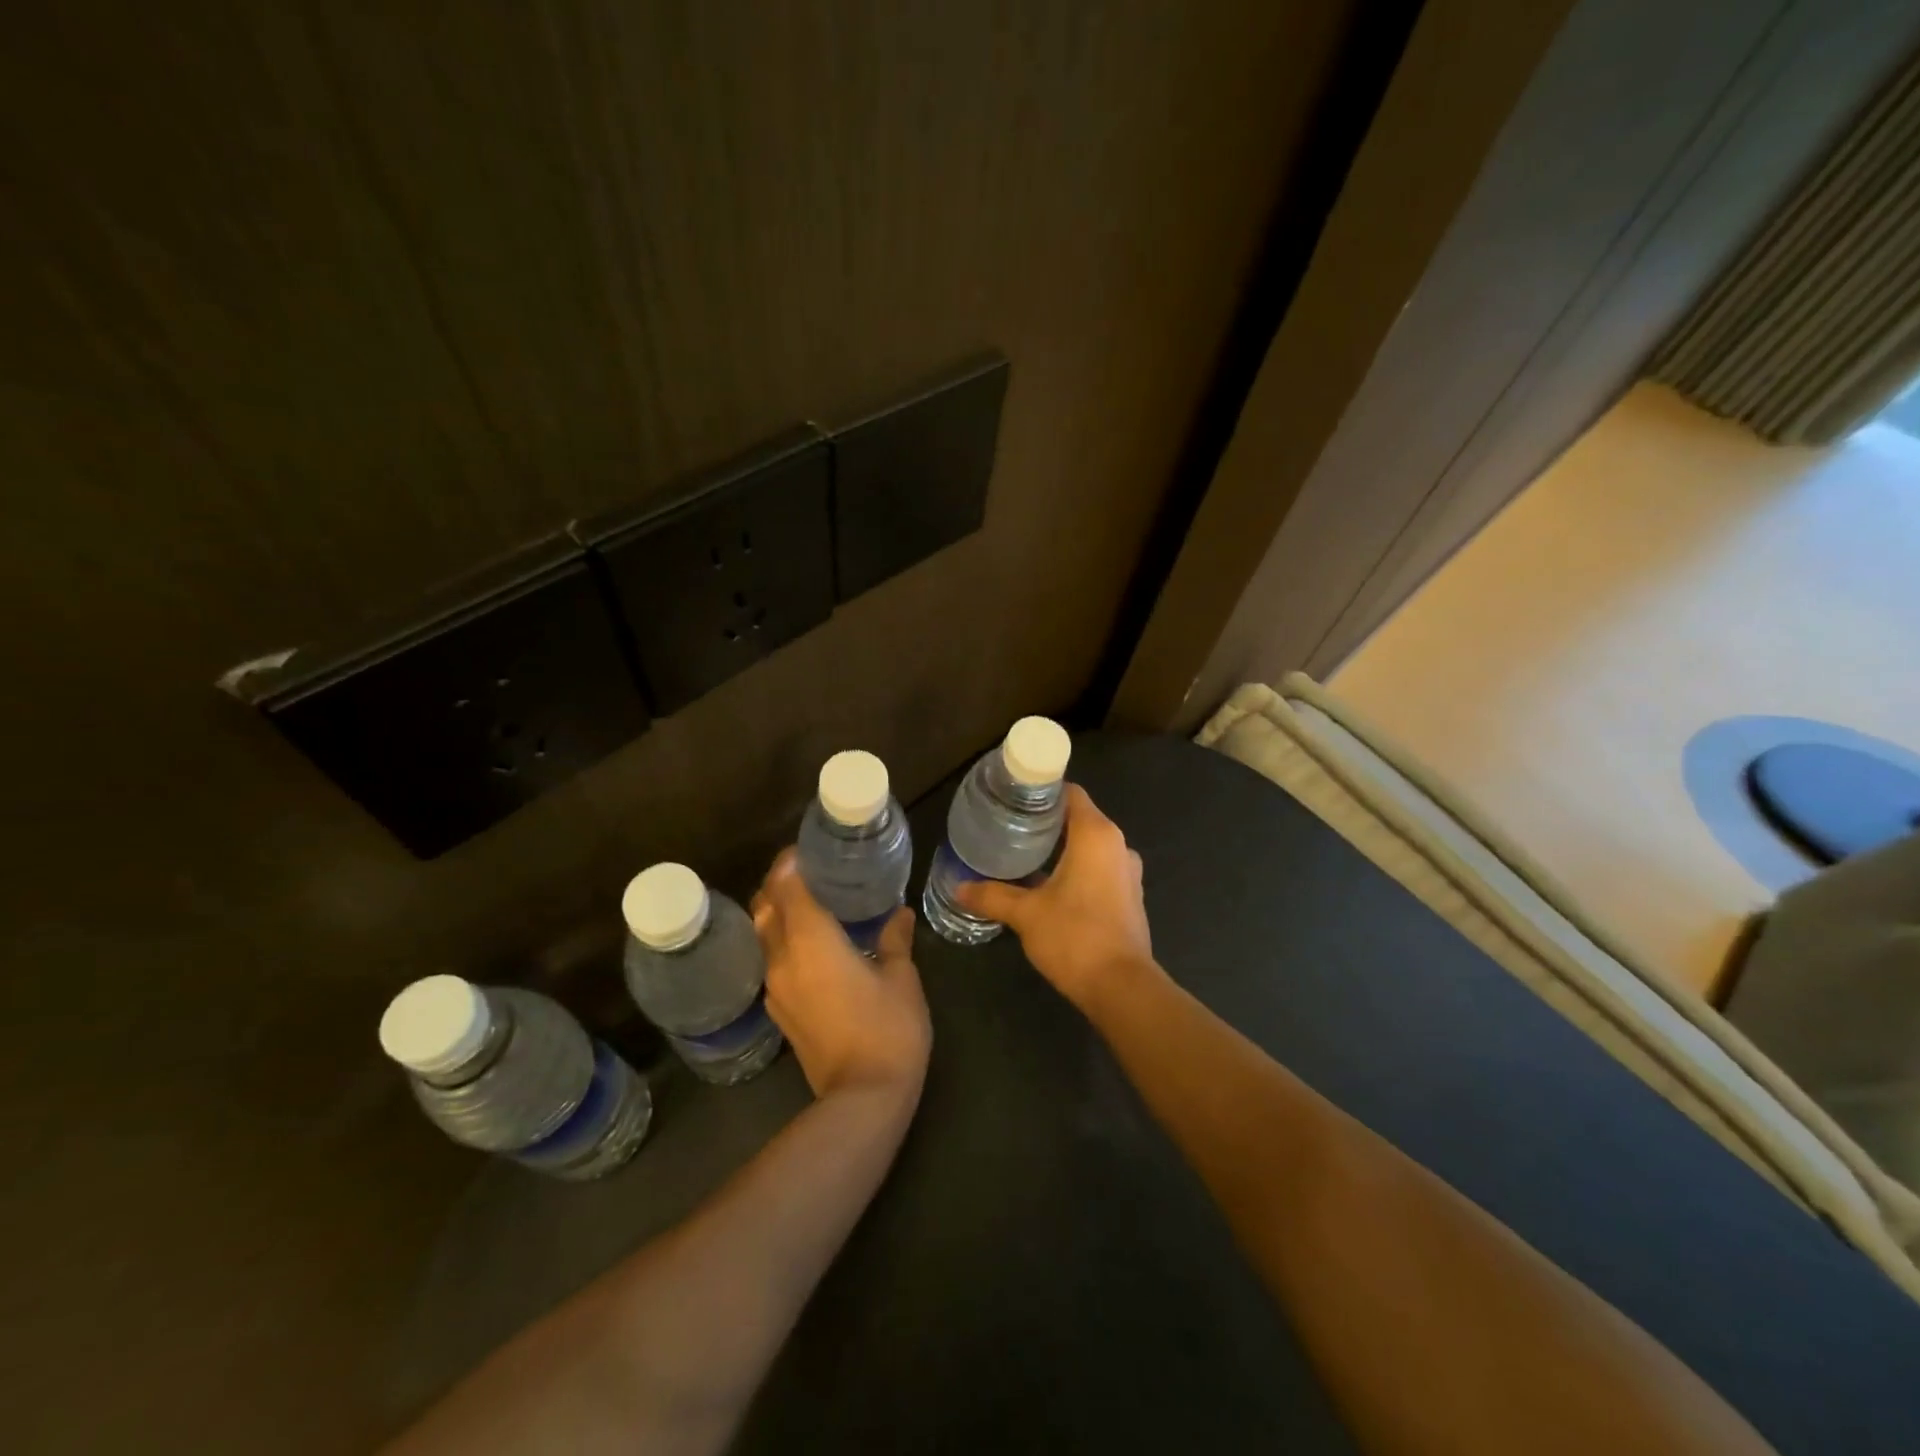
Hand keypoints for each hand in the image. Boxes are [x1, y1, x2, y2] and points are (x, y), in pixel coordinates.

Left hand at [752, 850, 931, 1101]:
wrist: (863, 1098)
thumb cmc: (888, 1028)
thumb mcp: (901, 978)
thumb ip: (895, 940)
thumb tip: (899, 913)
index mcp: (811, 940)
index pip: (786, 886)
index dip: (791, 862)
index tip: (807, 849)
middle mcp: (783, 959)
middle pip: (764, 907)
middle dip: (779, 884)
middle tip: (810, 873)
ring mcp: (776, 989)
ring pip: (763, 936)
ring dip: (777, 914)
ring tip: (810, 906)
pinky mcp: (779, 1013)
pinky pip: (771, 962)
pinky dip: (782, 943)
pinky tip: (810, 948)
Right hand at [954, 783, 1154, 1009]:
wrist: (1122, 988)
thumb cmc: (1075, 937)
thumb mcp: (1026, 914)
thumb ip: (992, 896)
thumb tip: (958, 887)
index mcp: (1096, 835)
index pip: (1070, 793)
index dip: (1042, 792)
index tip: (1013, 798)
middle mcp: (1118, 845)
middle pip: (1079, 818)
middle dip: (1046, 821)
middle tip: (1009, 827)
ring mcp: (1128, 872)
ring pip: (1090, 845)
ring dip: (1062, 847)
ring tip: (1025, 854)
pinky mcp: (1130, 896)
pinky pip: (1100, 868)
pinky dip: (1077, 868)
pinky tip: (1049, 884)